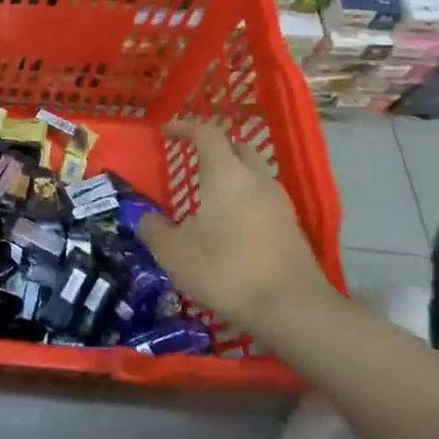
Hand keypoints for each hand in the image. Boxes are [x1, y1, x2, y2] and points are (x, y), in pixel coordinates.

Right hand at [139, 120, 336, 331]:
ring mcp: (280, 204)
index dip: (185, 127)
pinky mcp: (293, 229)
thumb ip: (153, 229)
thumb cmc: (227, 270)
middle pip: (238, 147)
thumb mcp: (174, 252)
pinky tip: (231, 223)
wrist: (294, 311)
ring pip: (255, 174)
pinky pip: (264, 199)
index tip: (166, 132)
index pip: (207, 133)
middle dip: (214, 147)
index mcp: (226, 174)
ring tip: (209, 193)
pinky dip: (245, 199)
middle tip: (192, 157)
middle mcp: (257, 180)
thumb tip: (144, 217)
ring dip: (232, 174)